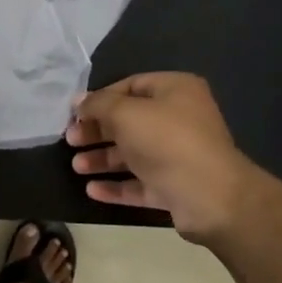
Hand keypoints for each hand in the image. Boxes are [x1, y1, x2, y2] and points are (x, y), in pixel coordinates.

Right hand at [67, 73, 259, 243]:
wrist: (210, 196)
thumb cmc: (166, 141)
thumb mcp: (125, 113)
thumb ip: (98, 105)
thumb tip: (79, 101)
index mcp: (176, 91)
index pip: (131, 86)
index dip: (100, 98)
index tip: (74, 113)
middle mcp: (180, 119)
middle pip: (130, 121)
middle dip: (98, 131)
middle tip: (71, 140)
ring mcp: (178, 155)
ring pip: (134, 154)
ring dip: (103, 159)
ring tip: (76, 167)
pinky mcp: (175, 186)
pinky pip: (140, 183)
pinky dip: (117, 185)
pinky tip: (92, 190)